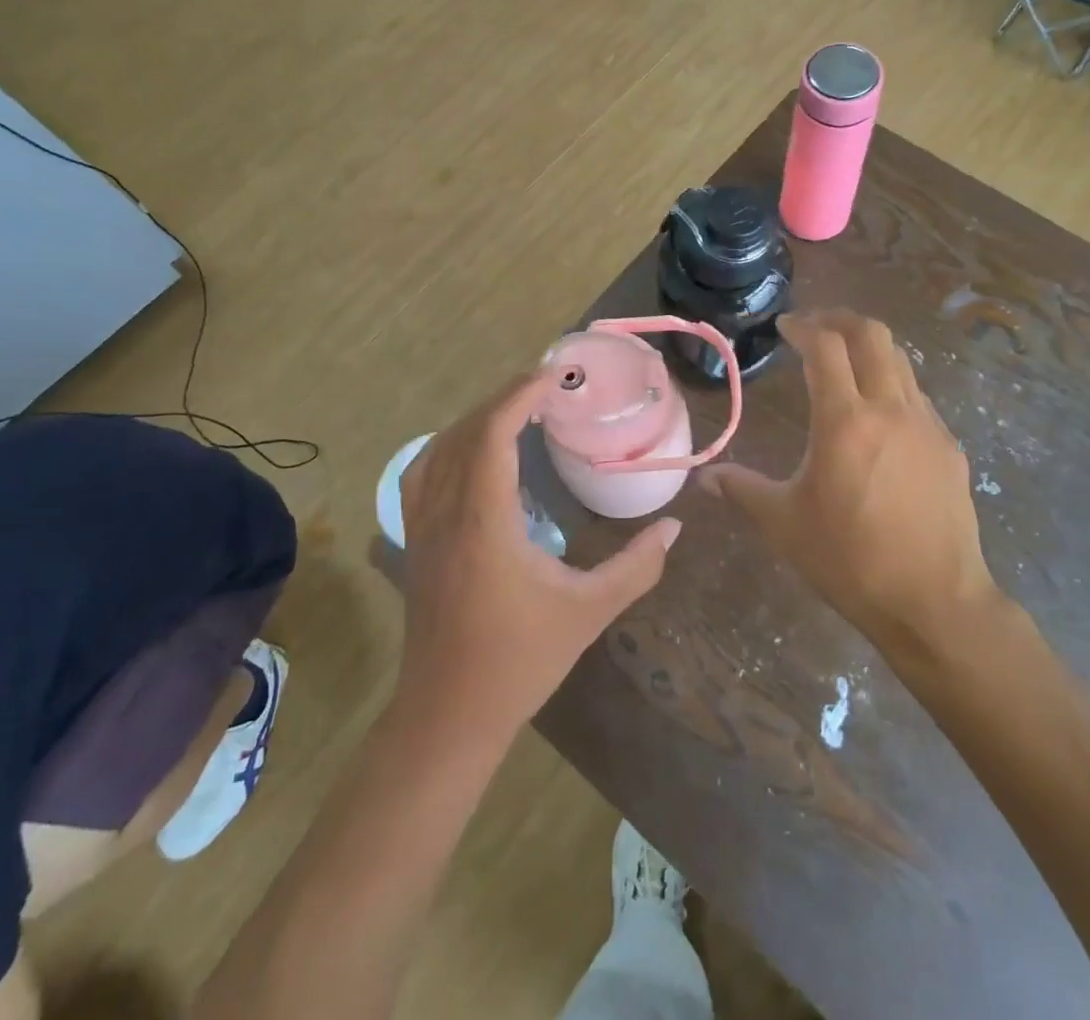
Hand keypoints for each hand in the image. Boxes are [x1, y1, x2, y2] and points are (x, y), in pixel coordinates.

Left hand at [397, 372, 678, 741]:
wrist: (449, 716)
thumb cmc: (520, 661)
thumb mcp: (589, 611)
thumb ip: (637, 566)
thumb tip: (675, 526)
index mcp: (485, 522)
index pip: (493, 435)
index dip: (520, 396)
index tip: (554, 375)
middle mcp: (446, 513)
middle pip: (466, 432)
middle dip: (504, 399)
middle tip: (547, 386)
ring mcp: (422, 527)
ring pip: (438, 449)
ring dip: (476, 419)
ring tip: (515, 410)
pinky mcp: (415, 542)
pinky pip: (422, 474)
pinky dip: (448, 446)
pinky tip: (472, 452)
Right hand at [699, 311, 997, 652]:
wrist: (934, 601)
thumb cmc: (849, 560)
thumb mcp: (784, 524)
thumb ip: (742, 489)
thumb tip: (704, 478)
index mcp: (845, 420)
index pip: (825, 346)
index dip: (803, 327)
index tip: (784, 327)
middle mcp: (891, 409)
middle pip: (873, 334)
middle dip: (840, 319)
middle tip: (814, 327)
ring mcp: (927, 425)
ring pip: (901, 361)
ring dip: (869, 350)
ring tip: (844, 365)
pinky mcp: (949, 447)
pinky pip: (918, 398)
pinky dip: (892, 386)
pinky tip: (878, 419)